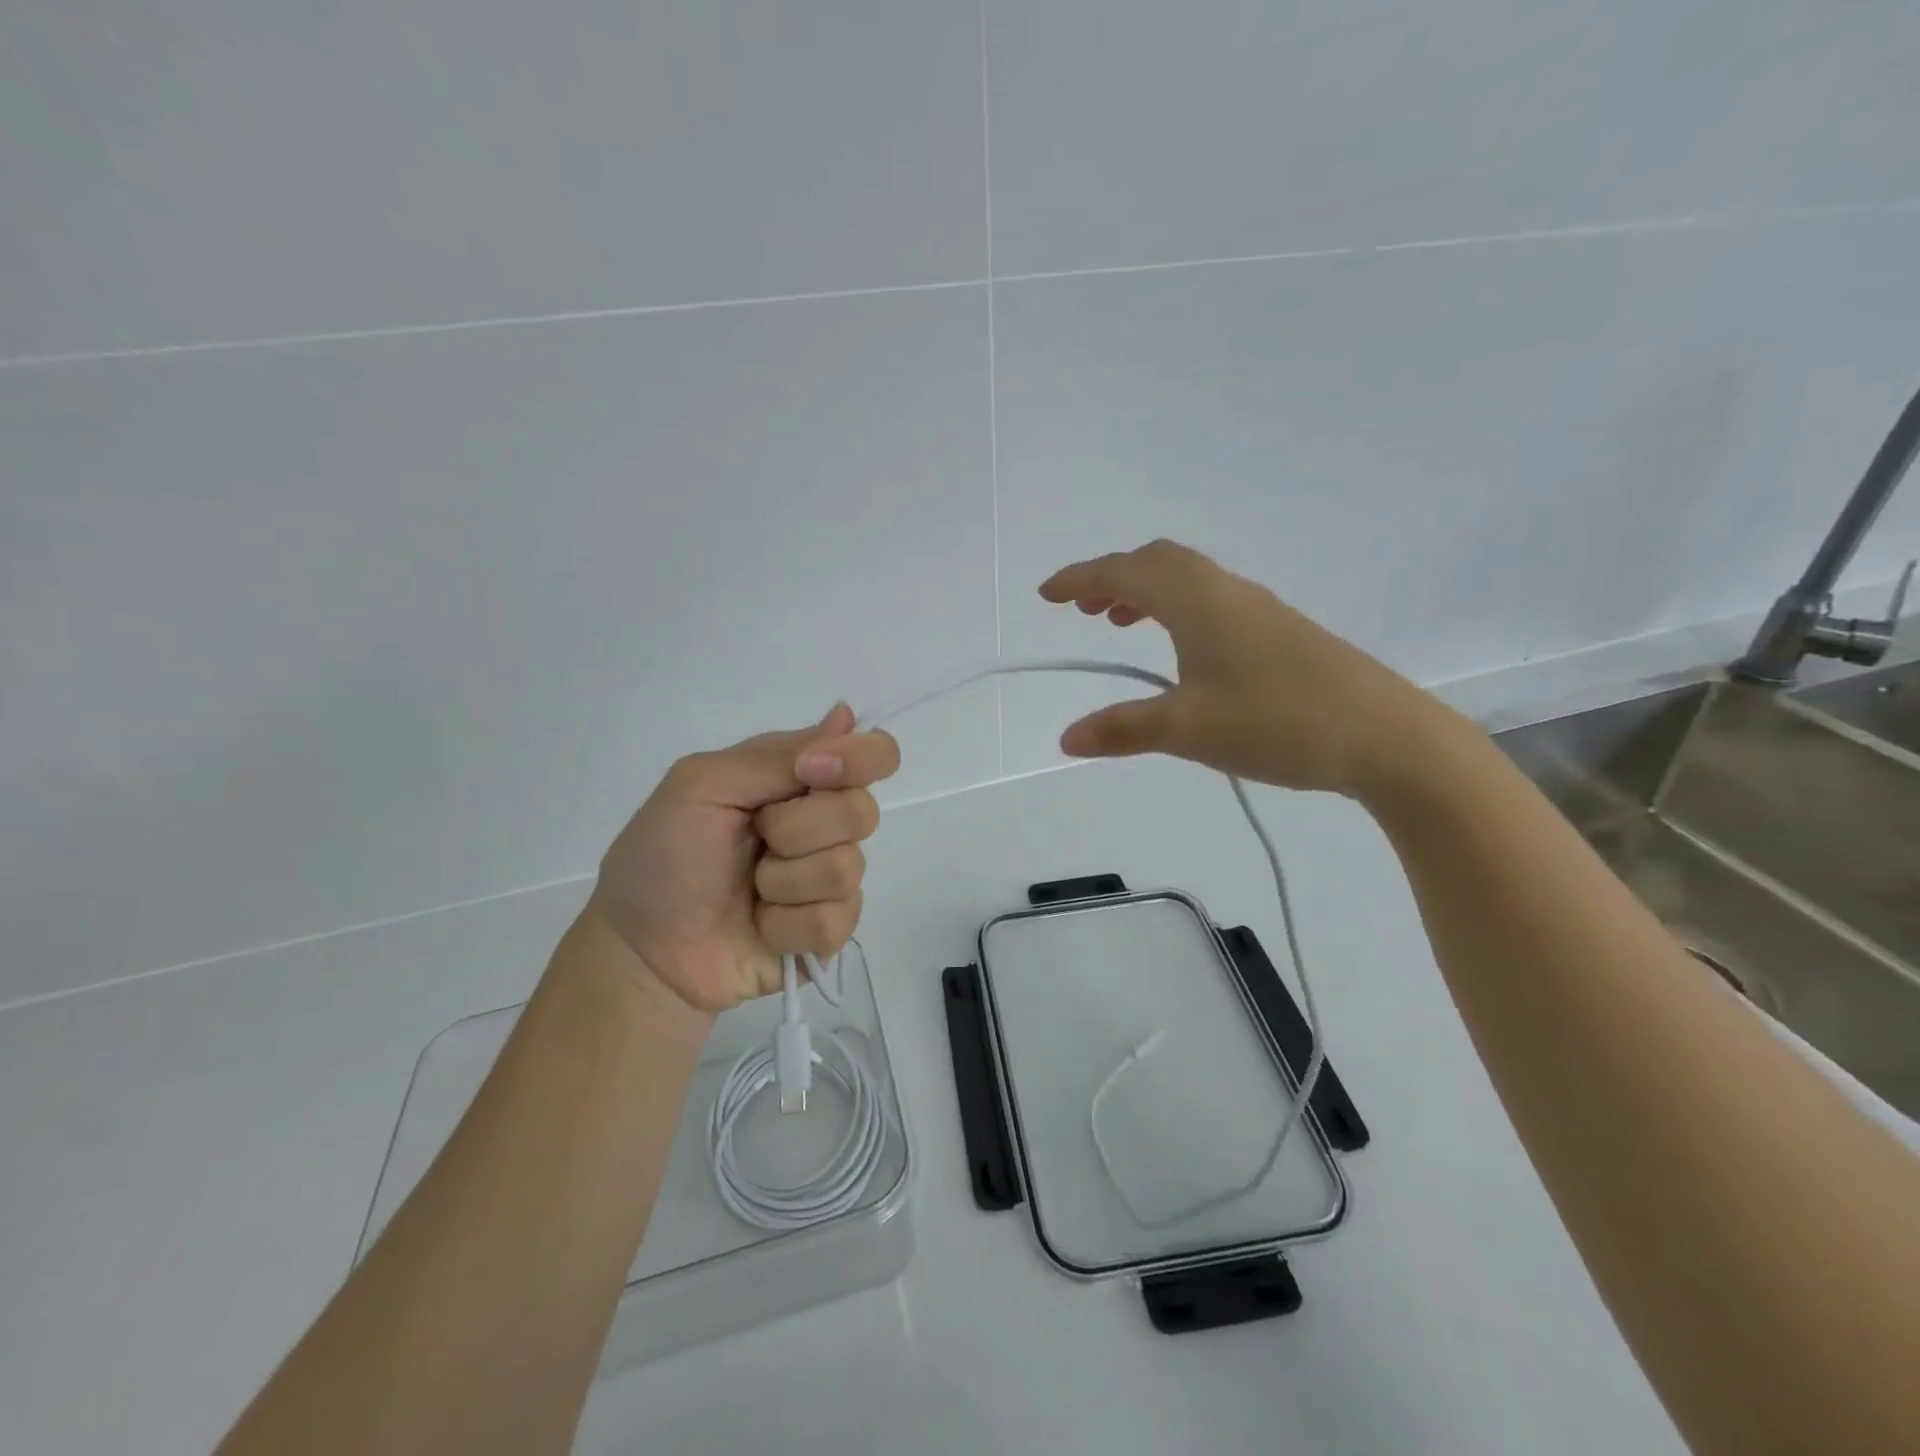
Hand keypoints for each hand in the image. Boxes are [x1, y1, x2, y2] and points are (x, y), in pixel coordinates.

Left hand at [583, 706, 900, 1014]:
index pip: (871, 754)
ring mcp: (827, 878)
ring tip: (749, 891)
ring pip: (848, 868)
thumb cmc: (662, 858)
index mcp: (797, 778)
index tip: (812, 773)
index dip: (858, 760)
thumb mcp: (702, 785)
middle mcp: (822, 822)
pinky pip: (837, 920)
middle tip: (755, 838)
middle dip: (797, 829)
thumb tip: (846, 715)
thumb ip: (775, 755)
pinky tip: (760, 925)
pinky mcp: (828, 929)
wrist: (642, 952)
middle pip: (862, 812)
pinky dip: (786, 924)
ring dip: (784, 882)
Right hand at [1039, 539, 1459, 802]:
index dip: (1080, 578)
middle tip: (1082, 609)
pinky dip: (1176, 607)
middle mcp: (1226, 592)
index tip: (1046, 594)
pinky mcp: (1279, 631)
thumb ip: (1123, 729)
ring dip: (1145, 590)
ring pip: (1187, 578)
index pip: (1125, 572)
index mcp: (1198, 602)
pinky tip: (1180, 649)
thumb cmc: (1278, 722)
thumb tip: (1066, 738)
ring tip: (1120, 623)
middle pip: (1158, 561)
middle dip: (1112, 577)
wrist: (1385, 736)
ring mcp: (1257, 609)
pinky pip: (1210, 599)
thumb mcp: (1189, 729)